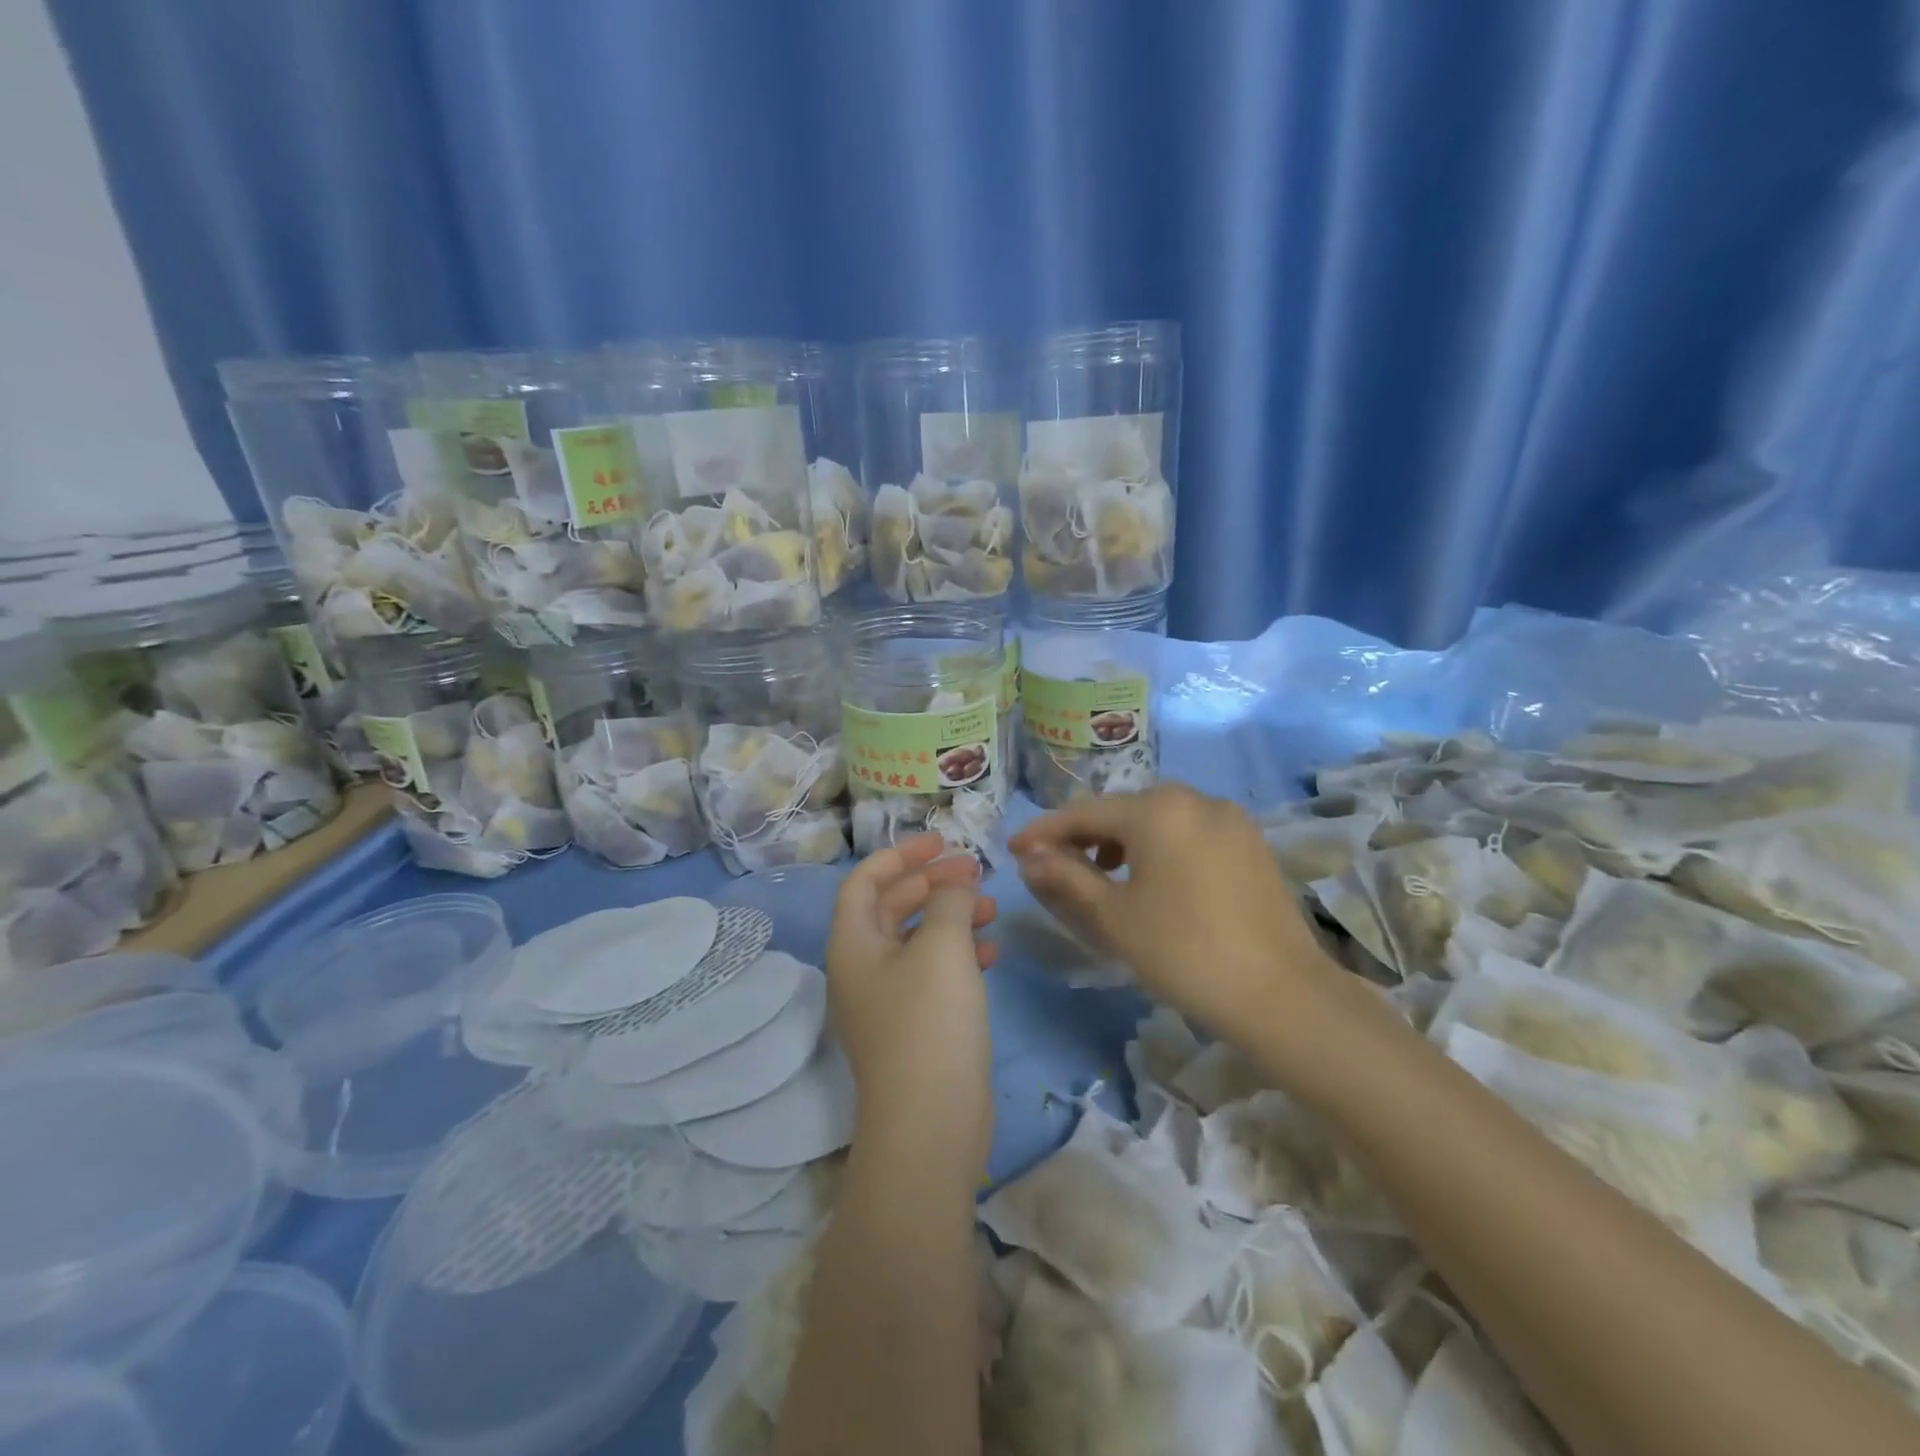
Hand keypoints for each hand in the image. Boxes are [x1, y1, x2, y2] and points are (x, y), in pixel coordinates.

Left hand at [827, 835, 998, 1173]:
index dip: (901, 855)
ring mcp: (888, 1000)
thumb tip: (954, 884)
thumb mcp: (942, 947)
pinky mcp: (915, 1026)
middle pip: (892, 906)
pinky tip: (992, 951)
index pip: (865, 880)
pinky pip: (933, 972)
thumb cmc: (929, 1022)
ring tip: (990, 908)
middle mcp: (863, 968)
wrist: (930, 1124)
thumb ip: (949, 902)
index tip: (942, 841)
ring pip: (917, 939)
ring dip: (950, 917)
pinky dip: (959, 954)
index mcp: (853, 944)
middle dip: (932, 883)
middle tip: (974, 871)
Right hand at [1009, 784, 1346, 1038]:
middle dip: (1084, 835)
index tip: (1014, 849)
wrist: (1281, 995)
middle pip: (1122, 810)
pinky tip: (1152, 878)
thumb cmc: (1184, 952)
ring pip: (1158, 819)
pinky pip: (1189, 832)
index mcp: (1158, 809)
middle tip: (1054, 865)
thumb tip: (1030, 858)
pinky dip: (1159, 847)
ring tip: (1101, 874)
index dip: (1045, 831)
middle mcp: (1195, 798)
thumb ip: (1066, 877)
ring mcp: (1229, 819)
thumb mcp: (1114, 916)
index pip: (1084, 812)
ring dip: (1121, 840)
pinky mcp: (1250, 843)